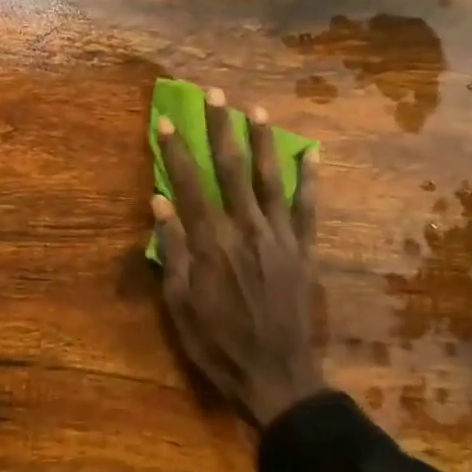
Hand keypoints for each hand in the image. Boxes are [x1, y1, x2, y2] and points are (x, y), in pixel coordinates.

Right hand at [152, 88, 326, 429]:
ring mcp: (280, 238)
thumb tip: (160, 203)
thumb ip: (172, 251)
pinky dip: (309, 179)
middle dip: (221, 128)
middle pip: (232, 168)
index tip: (167, 120)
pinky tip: (311, 153)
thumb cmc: (219, 345)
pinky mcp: (304, 251)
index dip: (176, 150)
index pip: (189, 184)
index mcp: (212, 243)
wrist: (277, 376)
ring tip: (256, 111)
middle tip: (215, 94)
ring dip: (262, 142)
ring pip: (271, 178)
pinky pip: (307, 208)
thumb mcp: (181, 305)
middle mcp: (247, 229)